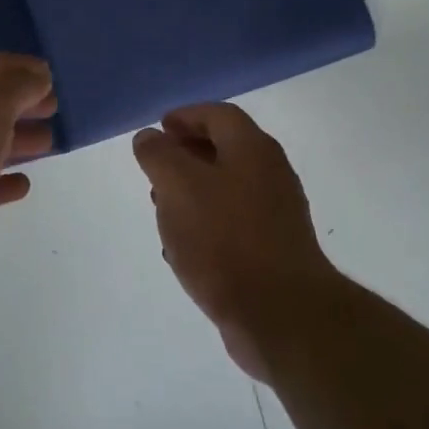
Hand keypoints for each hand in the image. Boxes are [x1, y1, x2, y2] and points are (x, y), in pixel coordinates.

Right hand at [133, 104, 341, 380]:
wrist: (279, 313)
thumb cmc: (224, 239)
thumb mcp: (178, 186)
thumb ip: (159, 155)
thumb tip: (149, 137)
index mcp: (252, 150)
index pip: (218, 115)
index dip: (186, 116)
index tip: (158, 128)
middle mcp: (270, 176)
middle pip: (226, 151)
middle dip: (187, 155)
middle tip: (156, 169)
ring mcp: (276, 216)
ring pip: (227, 190)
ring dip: (193, 193)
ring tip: (162, 210)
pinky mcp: (273, 252)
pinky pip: (233, 226)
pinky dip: (205, 226)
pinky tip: (182, 250)